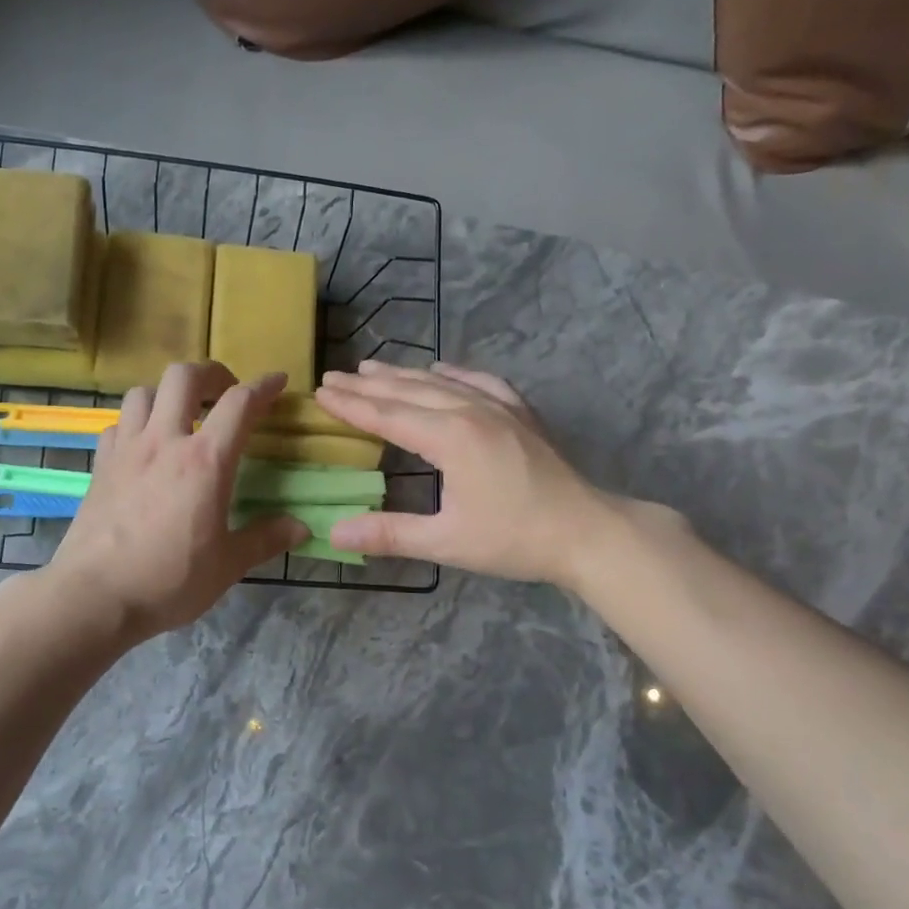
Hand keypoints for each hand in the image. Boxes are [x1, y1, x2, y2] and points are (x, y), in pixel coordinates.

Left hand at [49, 363, 304, 641]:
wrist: (94, 596)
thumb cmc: (168, 581)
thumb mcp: (227, 565)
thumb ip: (265, 540)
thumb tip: (302, 528)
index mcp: (205, 461)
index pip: (240, 404)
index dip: (264, 386)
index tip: (278, 381)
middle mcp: (165, 442)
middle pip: (184, 377)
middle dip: (211, 374)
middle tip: (225, 391)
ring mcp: (127, 450)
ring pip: (143, 392)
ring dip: (167, 393)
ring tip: (181, 414)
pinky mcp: (100, 465)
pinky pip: (118, 424)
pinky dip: (135, 422)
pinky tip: (143, 445)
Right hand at [316, 362, 619, 586]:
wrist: (588, 532)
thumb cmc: (515, 539)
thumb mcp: (447, 542)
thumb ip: (390, 534)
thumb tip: (334, 533)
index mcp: (450, 438)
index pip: (388, 415)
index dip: (351, 405)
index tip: (321, 392)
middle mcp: (472, 411)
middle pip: (410, 391)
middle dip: (368, 384)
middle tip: (333, 375)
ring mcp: (501, 408)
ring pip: (442, 382)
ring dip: (403, 374)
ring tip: (372, 366)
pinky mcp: (521, 414)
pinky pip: (481, 382)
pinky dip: (455, 373)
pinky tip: (443, 369)